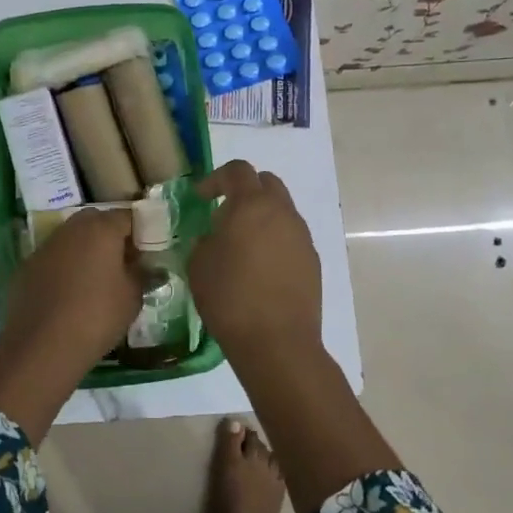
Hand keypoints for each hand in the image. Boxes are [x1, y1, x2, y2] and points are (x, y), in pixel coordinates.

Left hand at [0, 206, 142, 379]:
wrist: (42, 346)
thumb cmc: (97, 317)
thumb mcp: (132, 298)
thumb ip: (141, 275)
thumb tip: (145, 267)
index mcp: (101, 229)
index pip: (127, 216)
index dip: (140, 232)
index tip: (146, 254)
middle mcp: (71, 229)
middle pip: (96, 221)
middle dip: (111, 237)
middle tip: (122, 264)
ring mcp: (45, 246)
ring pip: (72, 238)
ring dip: (85, 251)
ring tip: (96, 280)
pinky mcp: (27, 266)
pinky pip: (54, 258)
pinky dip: (64, 267)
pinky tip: (69, 295)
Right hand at [189, 161, 321, 363]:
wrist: (277, 342)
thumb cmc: (230, 297)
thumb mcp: (199, 264)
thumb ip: (205, 239)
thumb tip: (216, 236)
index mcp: (252, 205)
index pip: (237, 170)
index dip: (215, 178)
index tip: (200, 197)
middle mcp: (282, 212)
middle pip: (266, 183)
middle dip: (244, 191)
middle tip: (224, 214)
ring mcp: (302, 237)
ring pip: (282, 210)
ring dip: (261, 217)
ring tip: (242, 245)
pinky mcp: (313, 261)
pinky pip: (291, 237)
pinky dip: (274, 240)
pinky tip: (260, 269)